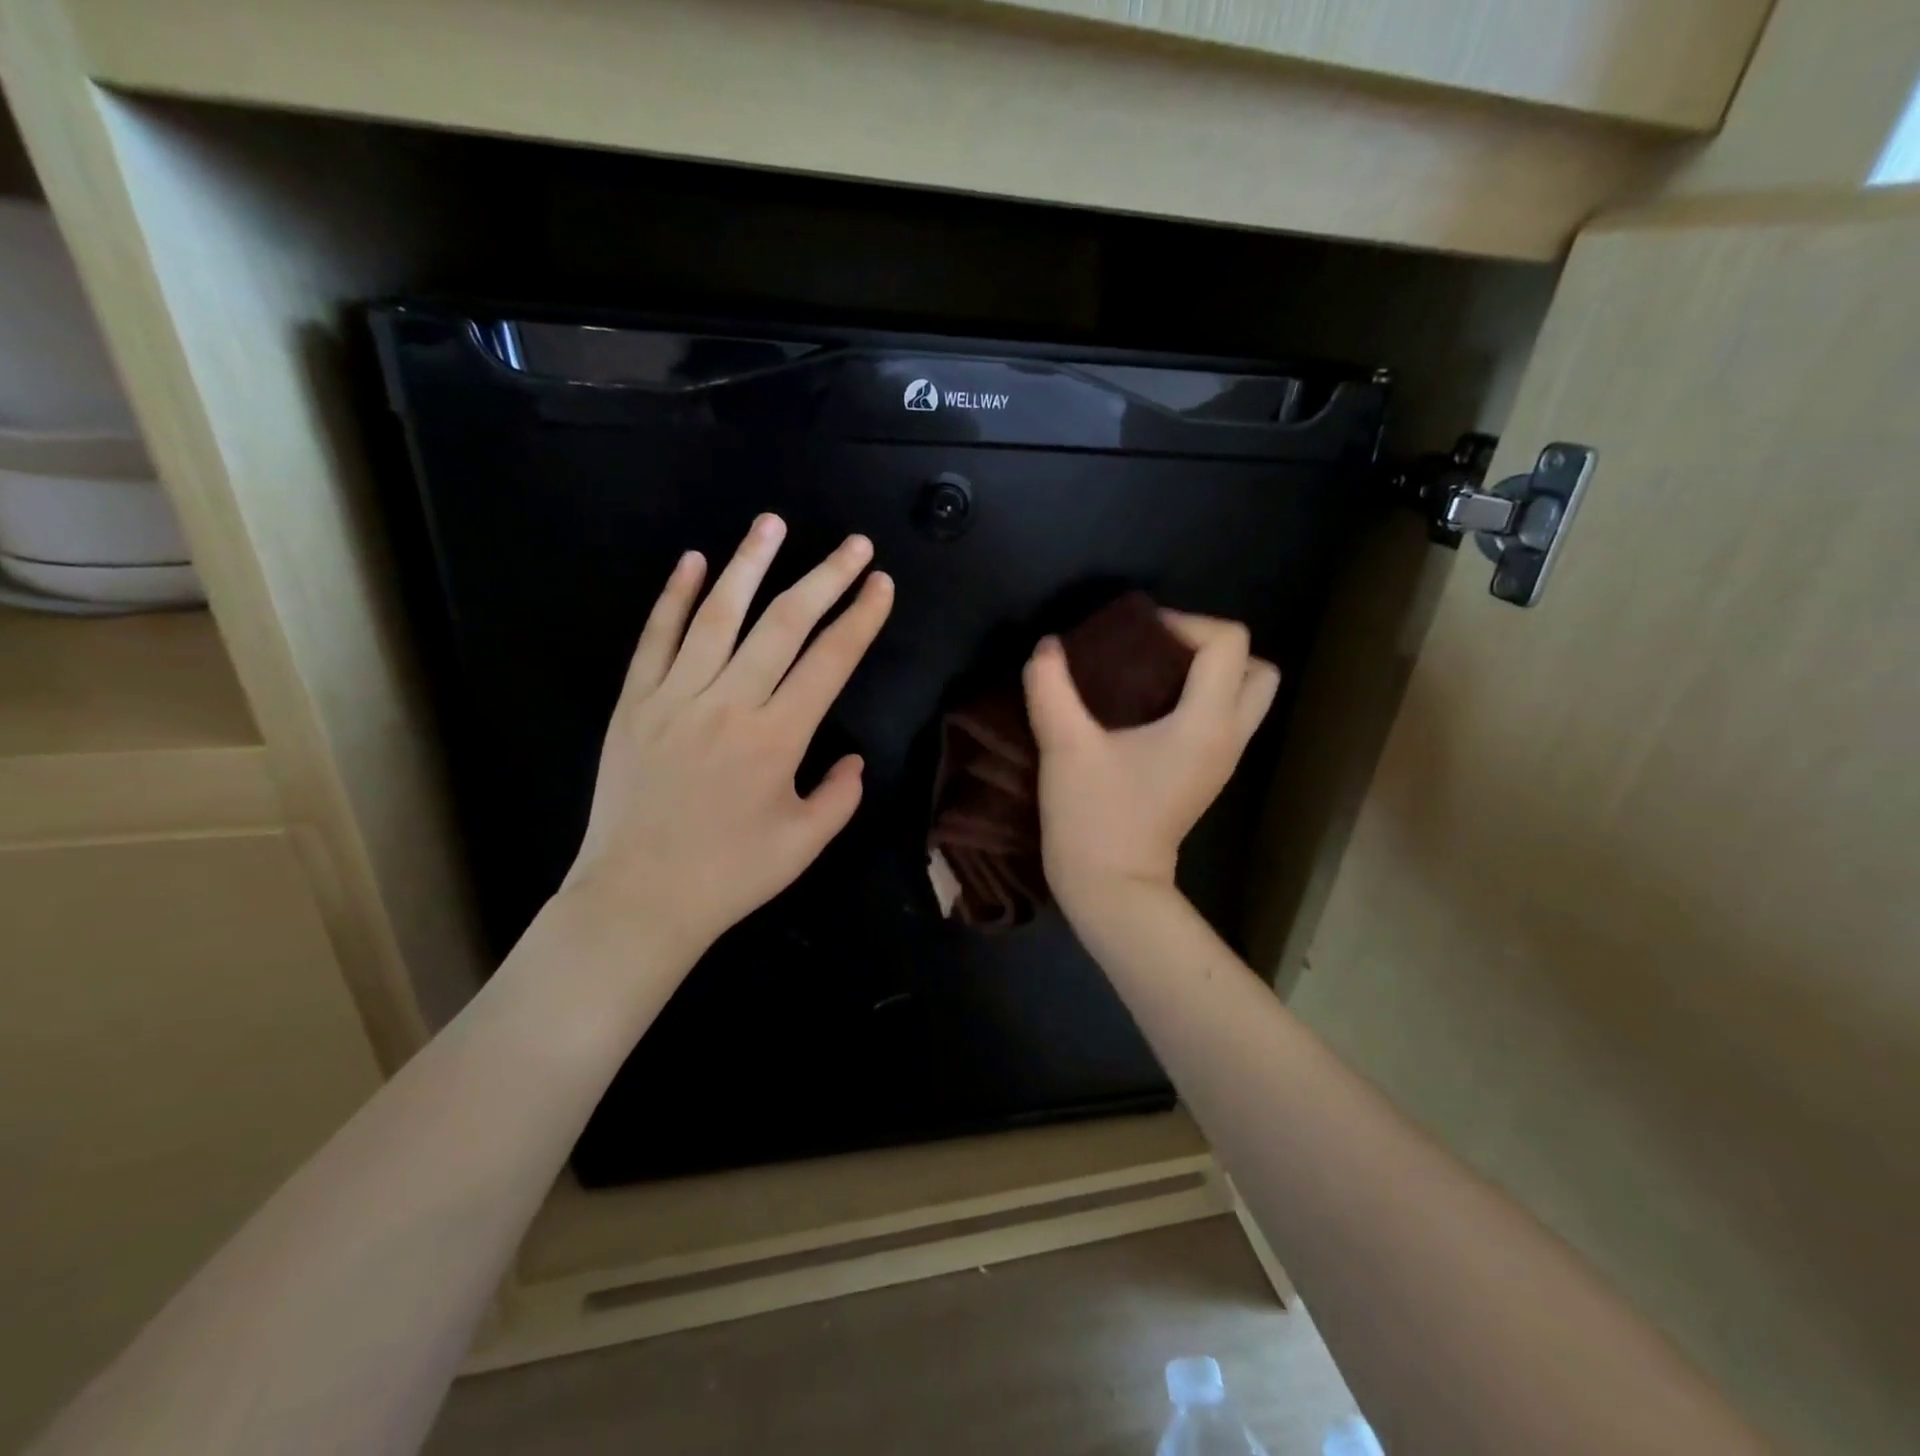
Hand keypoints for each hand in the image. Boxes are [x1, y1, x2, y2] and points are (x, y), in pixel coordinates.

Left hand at [561, 514, 893, 959]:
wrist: (638, 899)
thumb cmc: (729, 875)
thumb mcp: (804, 844)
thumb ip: (840, 796)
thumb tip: (852, 758)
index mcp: (777, 738)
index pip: (830, 661)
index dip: (860, 618)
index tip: (880, 583)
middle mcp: (729, 704)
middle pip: (784, 624)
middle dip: (824, 578)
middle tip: (853, 543)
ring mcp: (675, 698)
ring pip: (718, 616)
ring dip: (749, 565)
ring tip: (773, 524)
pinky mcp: (634, 703)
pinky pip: (655, 639)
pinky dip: (674, 597)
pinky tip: (694, 561)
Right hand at [1023, 611, 1278, 919]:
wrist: (1112, 889)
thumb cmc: (1094, 818)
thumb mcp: (1064, 747)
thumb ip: (1051, 687)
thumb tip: (1048, 646)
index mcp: (1206, 723)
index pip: (1229, 644)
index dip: (1186, 623)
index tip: (1137, 636)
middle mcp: (1229, 737)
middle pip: (1258, 669)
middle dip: (1213, 648)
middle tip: (1159, 652)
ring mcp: (1223, 760)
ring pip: (1246, 697)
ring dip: (1209, 675)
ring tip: (1152, 676)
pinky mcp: (1207, 776)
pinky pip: (1223, 720)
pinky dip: (1199, 701)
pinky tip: (1147, 709)